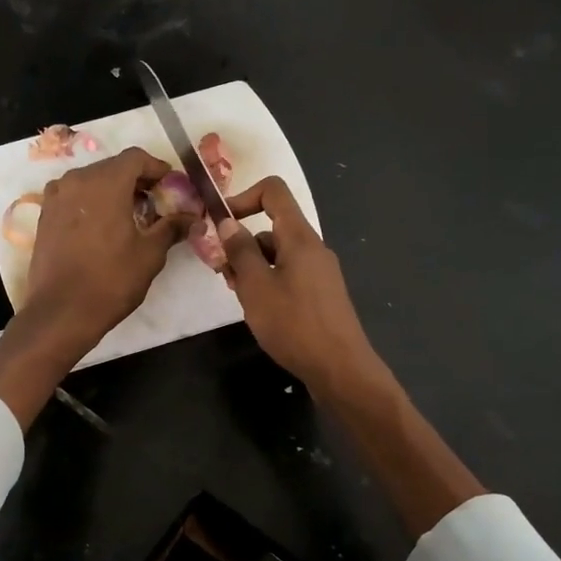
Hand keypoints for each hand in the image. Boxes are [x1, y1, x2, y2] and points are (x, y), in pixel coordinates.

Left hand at [21, 146, 192, 353]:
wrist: (62, 311)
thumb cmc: (111, 280)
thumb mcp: (150, 254)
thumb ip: (171, 228)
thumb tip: (194, 218)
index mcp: (106, 182)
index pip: (136, 158)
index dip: (157, 168)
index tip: (171, 186)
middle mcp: (77, 180)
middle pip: (112, 167)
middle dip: (136, 180)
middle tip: (155, 203)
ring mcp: (56, 197)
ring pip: (91, 181)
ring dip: (112, 190)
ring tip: (130, 215)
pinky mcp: (45, 215)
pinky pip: (73, 197)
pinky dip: (91, 203)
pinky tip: (103, 226)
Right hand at [220, 177, 482, 535]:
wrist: (340, 368)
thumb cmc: (294, 324)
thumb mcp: (256, 287)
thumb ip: (240, 252)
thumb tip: (227, 222)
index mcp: (299, 238)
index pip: (274, 192)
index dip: (243, 198)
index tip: (220, 223)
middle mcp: (313, 249)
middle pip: (272, 227)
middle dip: (241, 243)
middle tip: (221, 271)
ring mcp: (319, 273)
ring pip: (278, 255)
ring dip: (252, 266)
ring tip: (236, 295)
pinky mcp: (320, 295)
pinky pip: (288, 275)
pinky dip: (268, 283)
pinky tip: (258, 310)